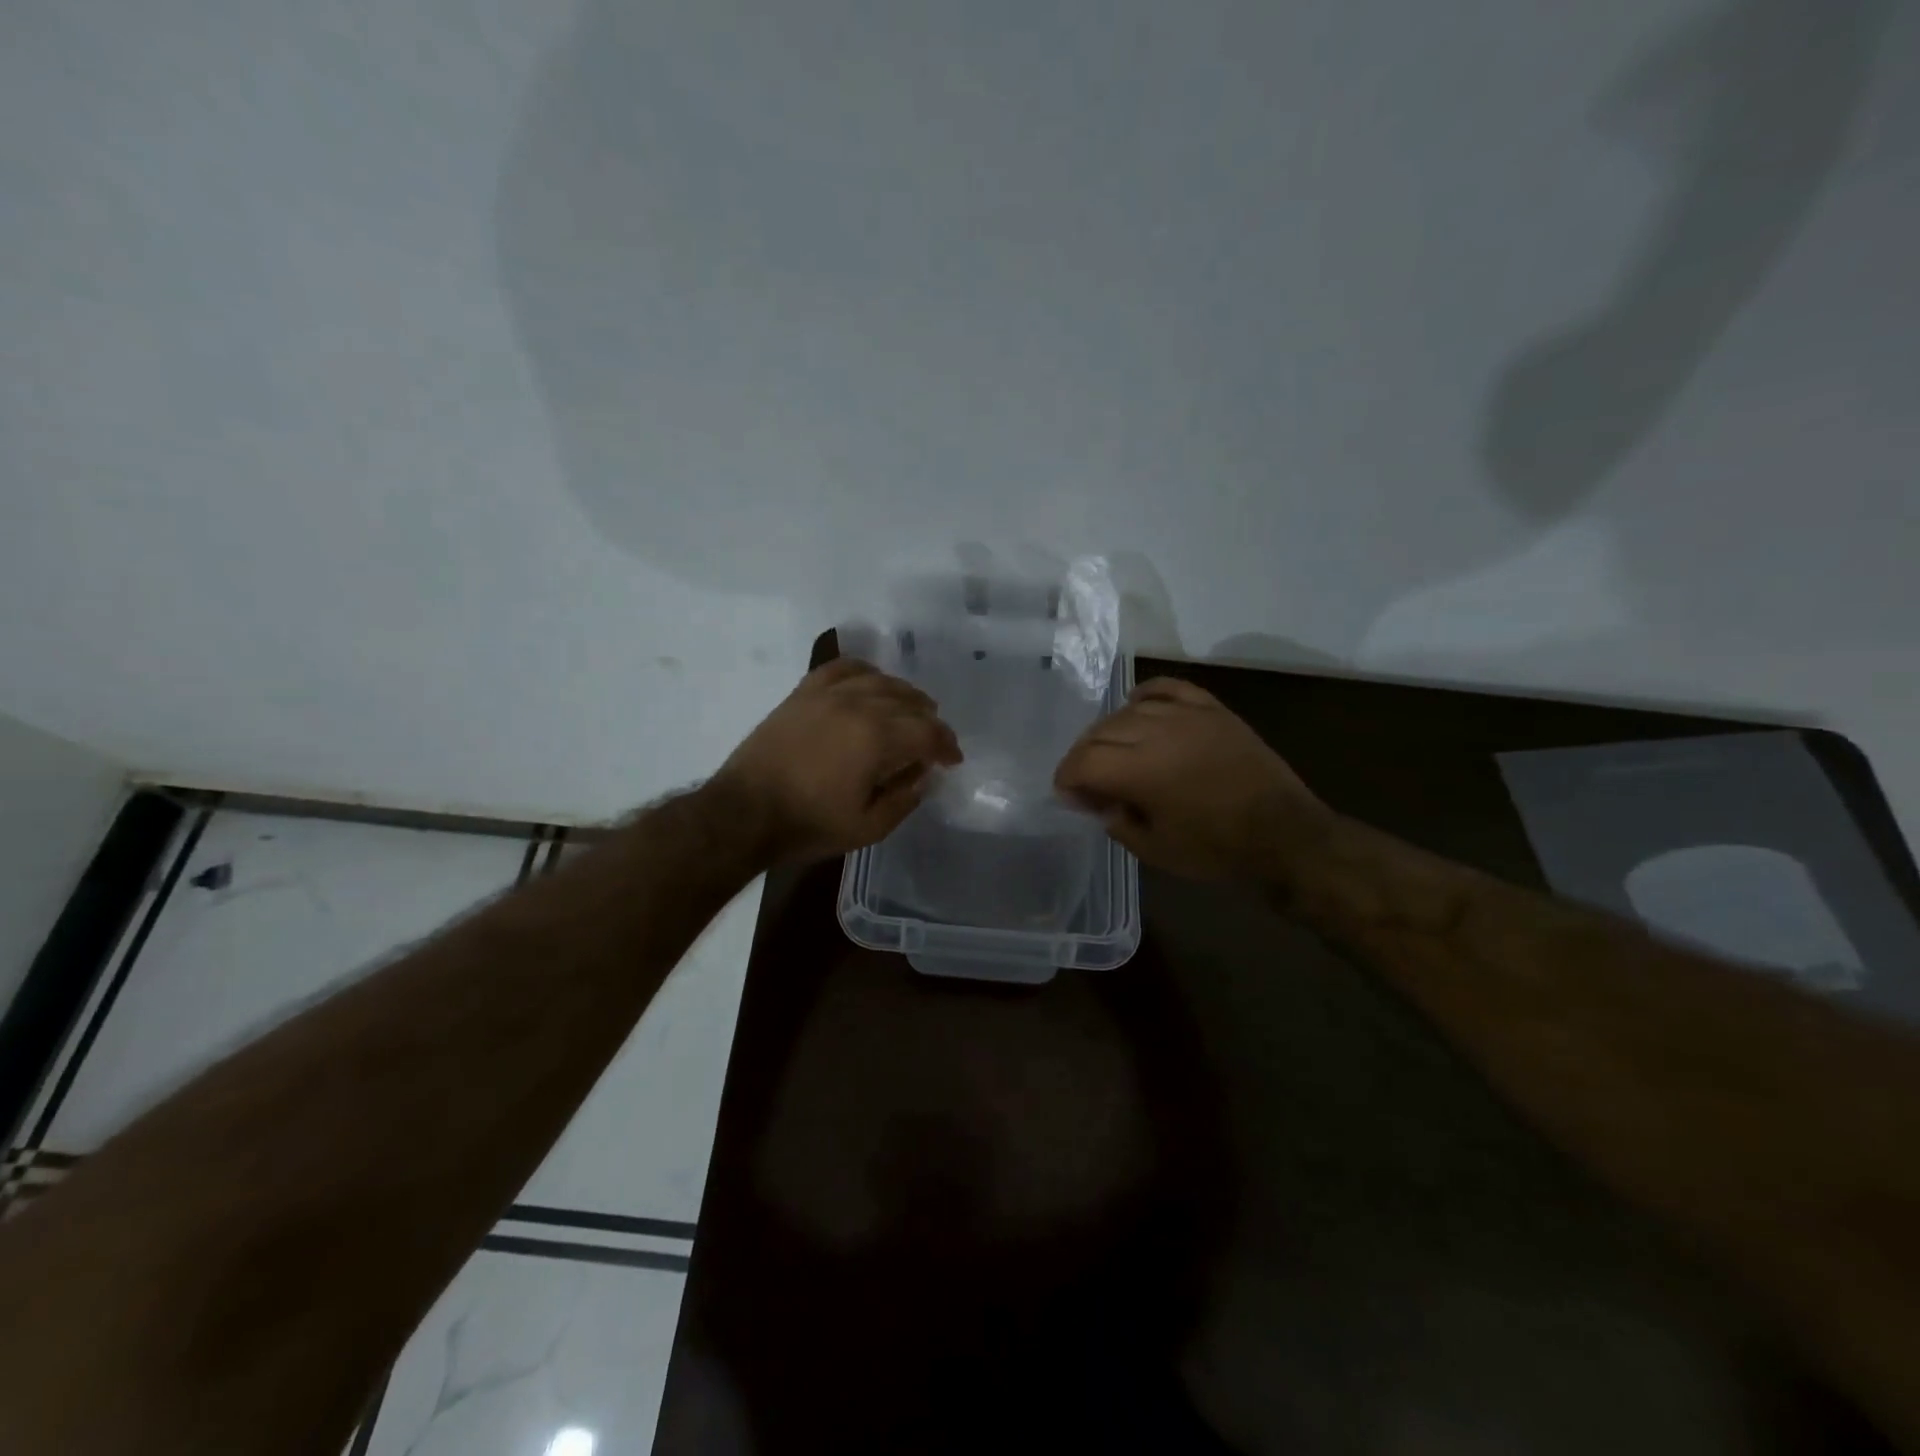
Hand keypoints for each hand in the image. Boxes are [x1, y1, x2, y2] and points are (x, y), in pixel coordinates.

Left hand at [714, 658, 962, 862]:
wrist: (744, 813)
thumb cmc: (808, 825)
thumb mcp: (867, 828)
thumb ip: (904, 799)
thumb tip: (923, 775)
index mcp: (877, 738)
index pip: (927, 732)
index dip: (946, 745)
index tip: (952, 760)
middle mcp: (858, 705)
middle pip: (908, 702)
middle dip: (929, 721)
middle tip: (934, 740)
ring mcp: (828, 695)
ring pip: (880, 680)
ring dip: (904, 694)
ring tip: (912, 708)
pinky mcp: (803, 693)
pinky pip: (841, 668)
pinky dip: (864, 671)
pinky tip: (871, 681)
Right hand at [1053, 676, 1327, 879]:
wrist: (1286, 836)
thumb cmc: (1217, 850)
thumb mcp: (1155, 850)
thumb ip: (1116, 821)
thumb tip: (1097, 801)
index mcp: (1142, 771)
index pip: (1084, 761)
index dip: (1067, 778)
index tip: (1068, 795)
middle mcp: (1159, 733)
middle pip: (1100, 731)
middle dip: (1084, 756)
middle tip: (1088, 781)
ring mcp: (1188, 715)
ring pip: (1129, 710)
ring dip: (1110, 731)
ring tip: (1113, 753)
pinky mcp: (1212, 709)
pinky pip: (1167, 689)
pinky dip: (1145, 696)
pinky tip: (1138, 708)